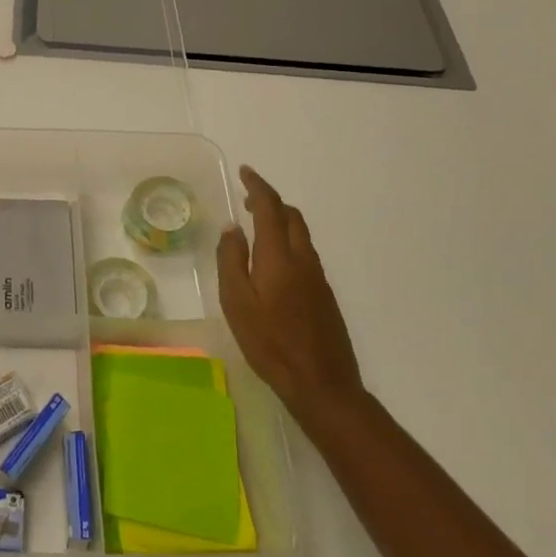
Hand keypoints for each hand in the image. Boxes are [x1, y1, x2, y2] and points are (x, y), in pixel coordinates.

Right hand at [217, 165, 363, 424]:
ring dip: (280, 221)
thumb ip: (231, 260)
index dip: (258, 186)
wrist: (322, 384)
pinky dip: (287, 241)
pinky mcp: (324, 294)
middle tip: (247, 200)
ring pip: (300, 234)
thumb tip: (232, 228)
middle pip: (291, 216)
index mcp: (279, 256)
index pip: (270, 207)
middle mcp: (303, 259)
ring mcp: (318, 277)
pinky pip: (305, 253)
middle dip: (270, 201)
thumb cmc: (270, 343)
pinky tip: (273, 262)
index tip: (245, 172)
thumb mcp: (236, 302)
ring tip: (256, 227)